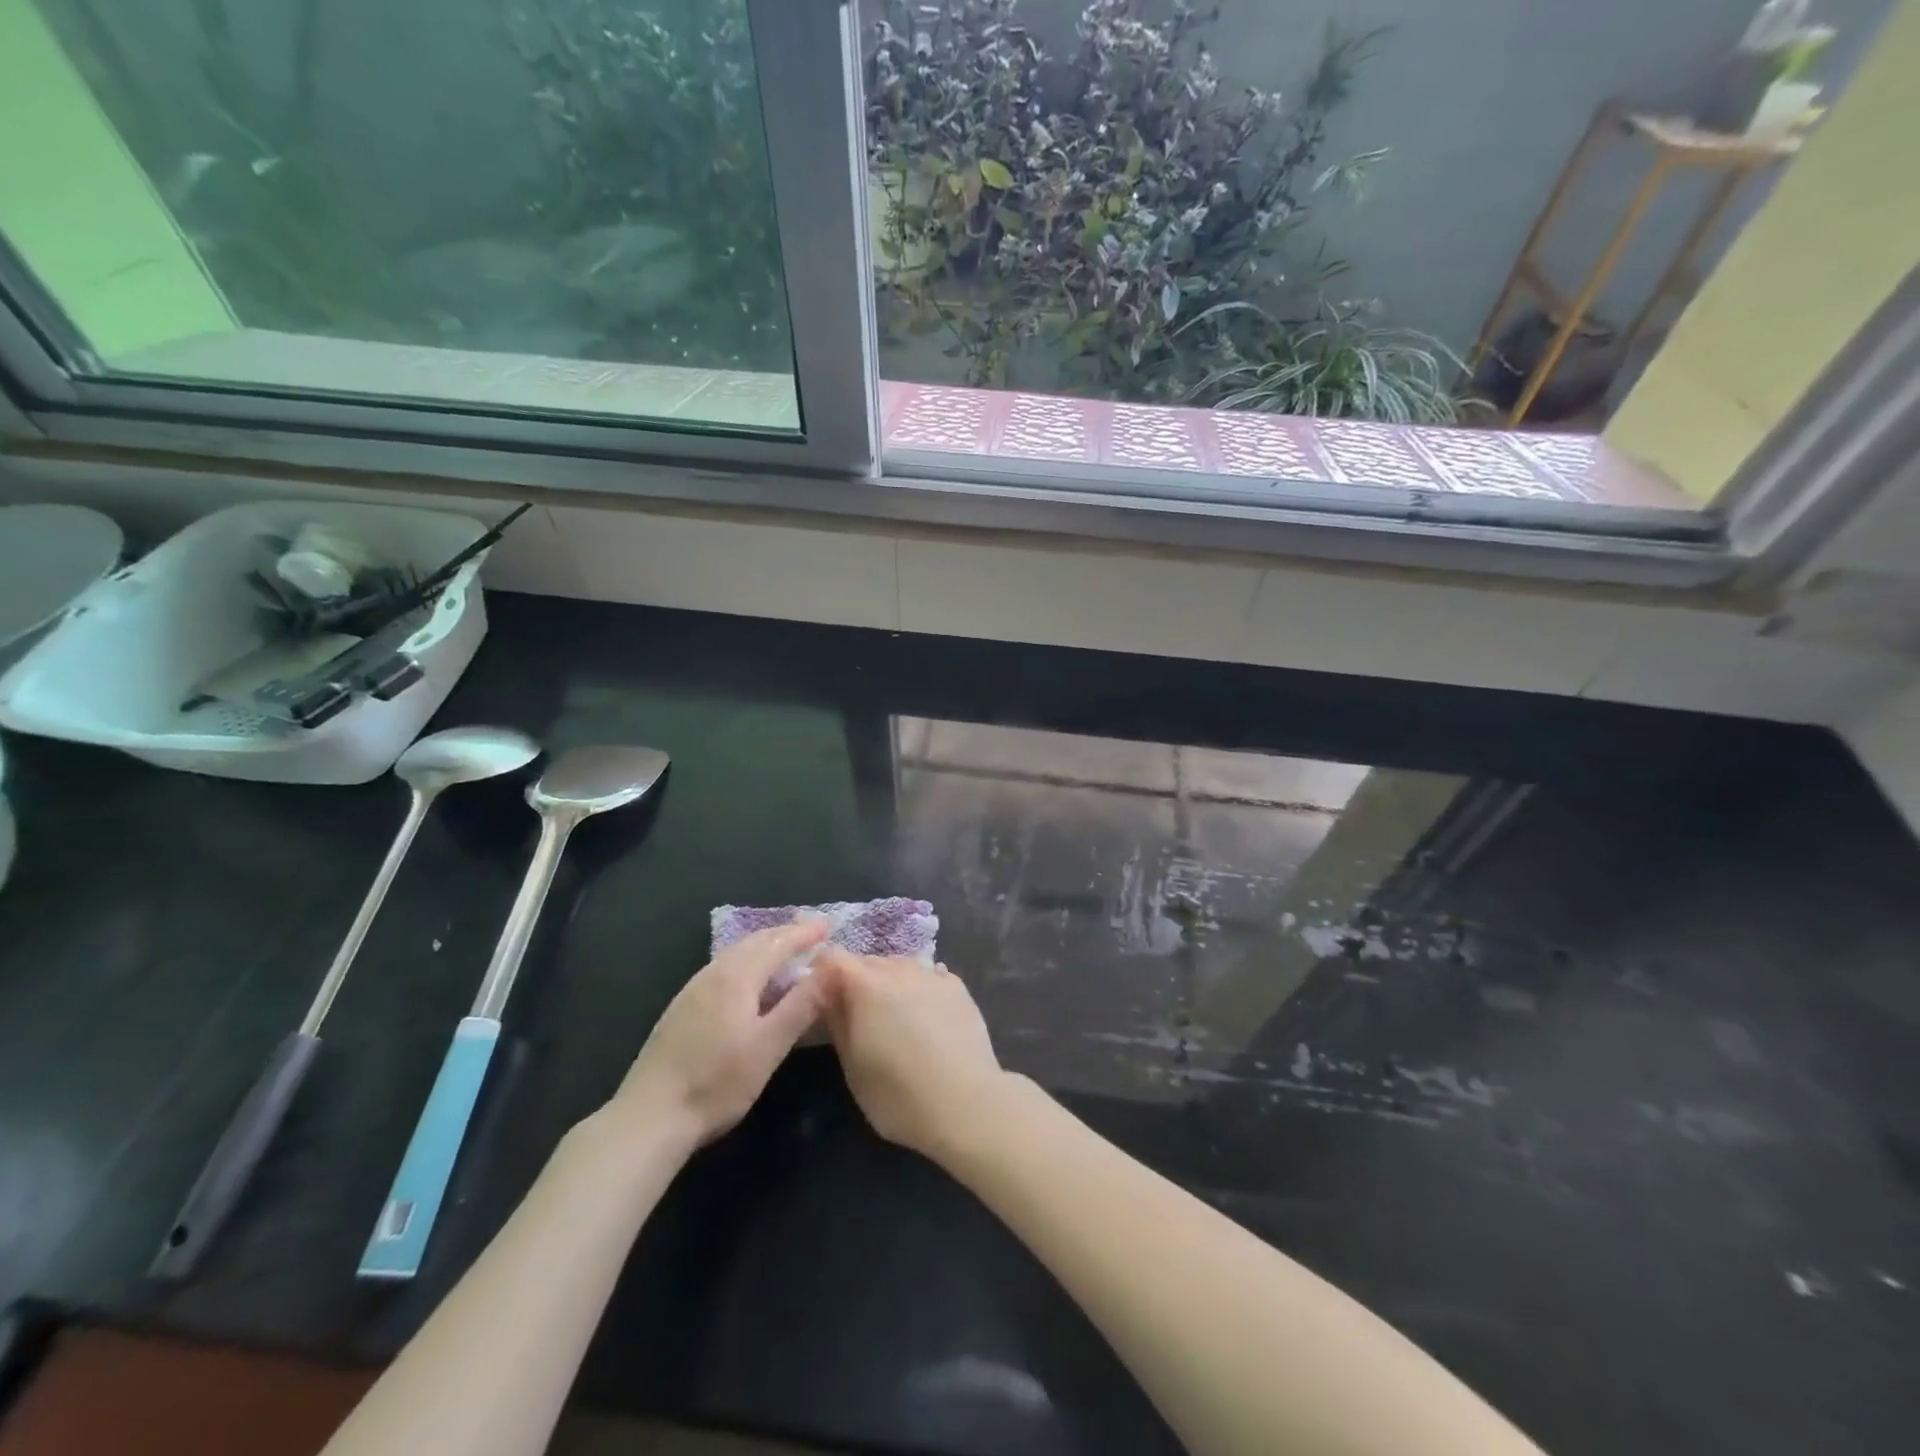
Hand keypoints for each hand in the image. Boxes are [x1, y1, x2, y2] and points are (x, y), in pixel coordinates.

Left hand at [613, 919, 829, 1148]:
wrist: (649, 1117)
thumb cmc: (717, 1083)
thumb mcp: (769, 1046)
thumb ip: (803, 1004)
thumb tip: (834, 967)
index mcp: (737, 977)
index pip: (778, 943)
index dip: (804, 934)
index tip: (827, 926)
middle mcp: (714, 973)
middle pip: (754, 942)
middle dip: (784, 934)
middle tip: (811, 932)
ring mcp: (693, 990)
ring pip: (735, 954)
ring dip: (764, 945)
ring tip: (784, 949)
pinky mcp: (681, 1008)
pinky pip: (723, 967)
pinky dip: (746, 960)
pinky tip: (747, 979)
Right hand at [813, 948, 1005, 1161]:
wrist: (967, 1104)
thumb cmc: (899, 1094)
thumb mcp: (853, 1065)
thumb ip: (837, 1021)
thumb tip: (828, 994)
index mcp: (867, 984)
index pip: (833, 958)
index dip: (823, 975)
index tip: (821, 1000)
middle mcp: (900, 969)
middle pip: (868, 961)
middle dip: (856, 981)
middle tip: (857, 1016)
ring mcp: (933, 974)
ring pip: (899, 967)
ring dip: (889, 984)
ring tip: (894, 1019)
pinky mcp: (958, 987)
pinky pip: (928, 977)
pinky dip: (919, 990)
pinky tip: (925, 1018)